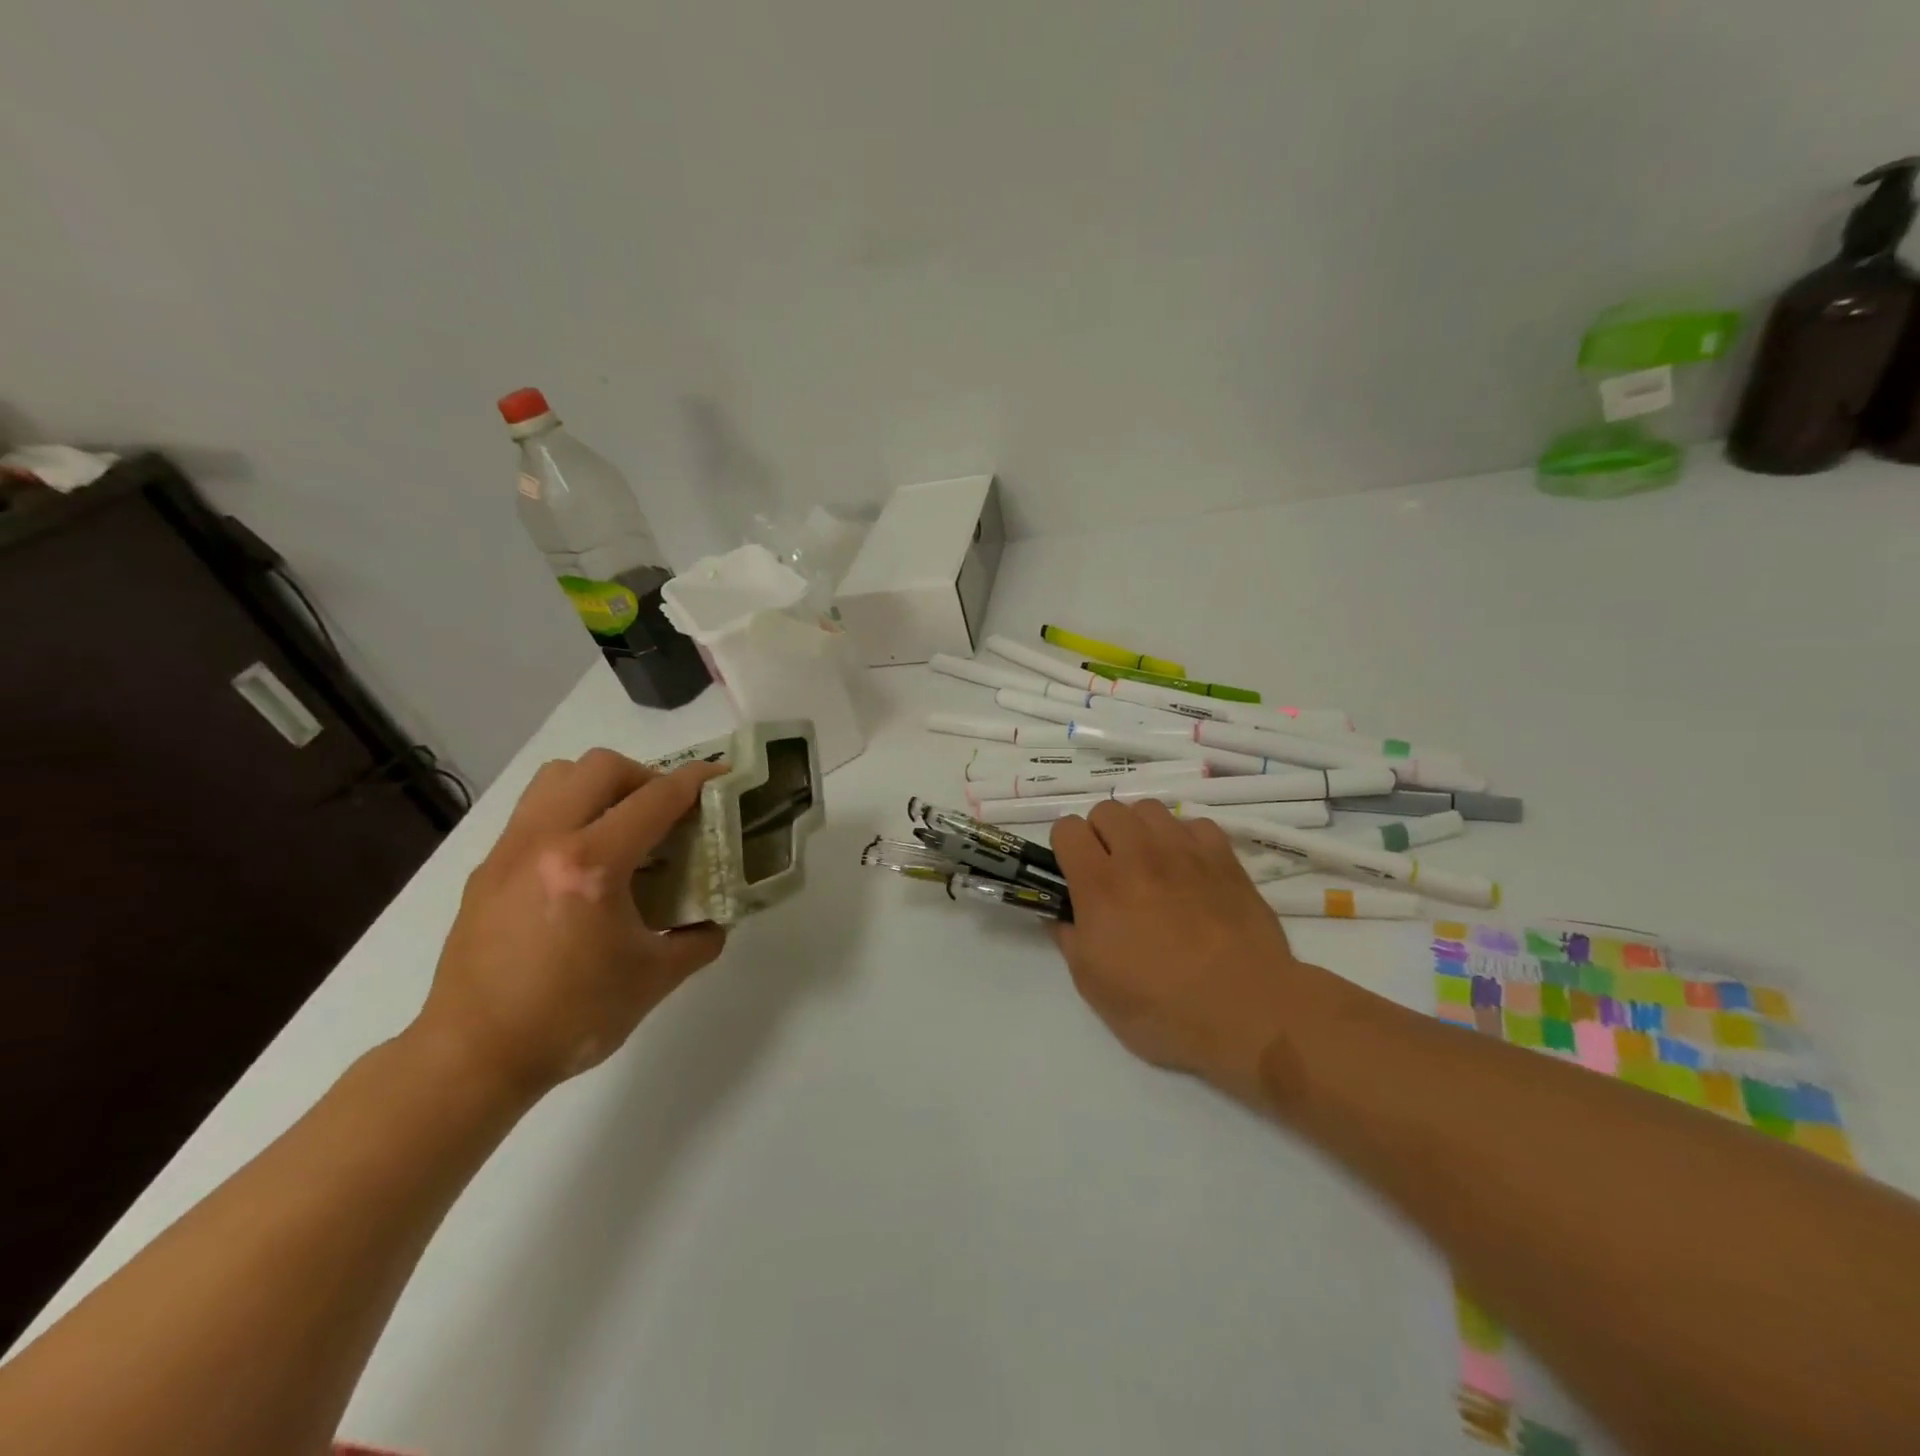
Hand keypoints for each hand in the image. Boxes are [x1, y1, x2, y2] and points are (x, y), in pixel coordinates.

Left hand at [417, 749, 728, 1101]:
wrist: (473, 1059)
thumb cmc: (571, 1019)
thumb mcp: (655, 980)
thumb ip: (699, 939)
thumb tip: (715, 920)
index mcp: (591, 866)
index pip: (655, 799)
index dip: (696, 780)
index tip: (722, 775)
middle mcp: (545, 842)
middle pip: (601, 767)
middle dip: (646, 777)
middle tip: (667, 813)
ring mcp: (508, 851)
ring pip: (558, 776)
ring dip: (599, 786)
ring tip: (622, 825)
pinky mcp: (487, 869)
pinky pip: (534, 811)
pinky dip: (569, 812)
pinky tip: (584, 861)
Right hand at [1049, 801, 1333, 1108]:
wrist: (1246, 1010)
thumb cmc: (1161, 1008)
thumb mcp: (1094, 987)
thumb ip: (1069, 940)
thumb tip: (1060, 915)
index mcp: (1099, 884)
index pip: (1067, 829)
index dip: (1064, 848)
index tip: (1073, 875)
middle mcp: (1138, 855)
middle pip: (1107, 810)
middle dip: (1100, 834)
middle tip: (1111, 872)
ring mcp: (1184, 851)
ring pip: (1149, 809)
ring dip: (1141, 831)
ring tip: (1150, 865)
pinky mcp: (1224, 857)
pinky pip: (1195, 824)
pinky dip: (1185, 839)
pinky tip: (1190, 870)